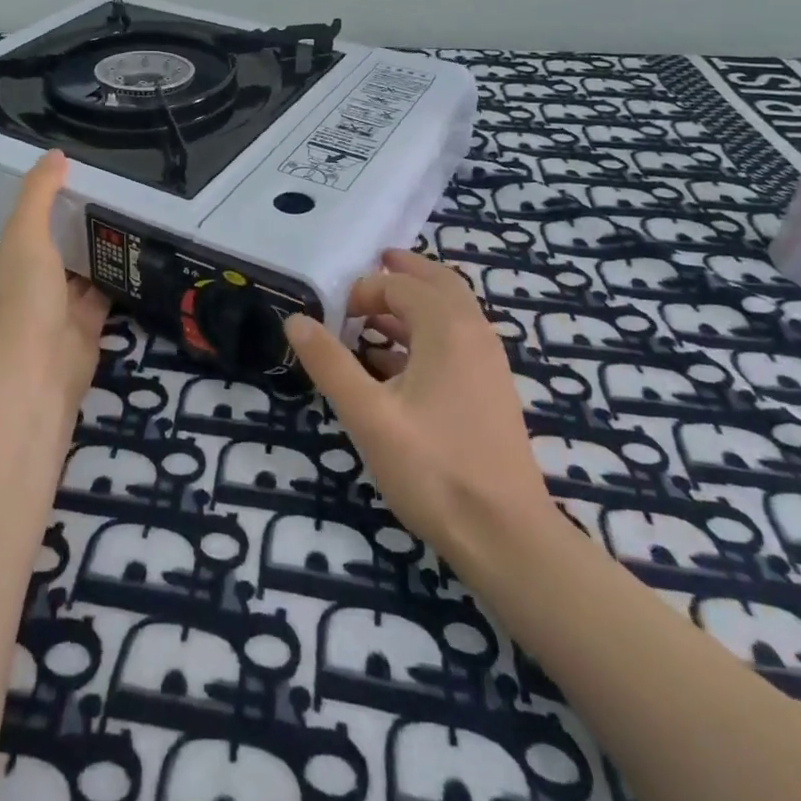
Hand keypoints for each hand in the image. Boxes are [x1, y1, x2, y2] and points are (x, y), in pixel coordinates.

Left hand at [0, 151, 110, 404]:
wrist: (37, 367)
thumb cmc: (22, 295)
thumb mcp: (25, 233)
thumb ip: (39, 193)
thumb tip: (55, 154)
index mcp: (2, 263)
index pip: (24, 226)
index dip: (45, 205)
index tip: (76, 182)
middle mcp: (26, 284)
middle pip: (54, 248)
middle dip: (76, 228)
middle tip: (112, 196)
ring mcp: (55, 307)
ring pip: (80, 271)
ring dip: (99, 251)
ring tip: (130, 216)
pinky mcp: (85, 325)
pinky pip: (103, 293)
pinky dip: (117, 277)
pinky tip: (138, 254)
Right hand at [285, 249, 557, 571]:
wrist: (505, 535)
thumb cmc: (432, 468)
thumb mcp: (367, 415)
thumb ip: (330, 363)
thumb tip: (295, 320)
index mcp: (448, 329)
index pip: (402, 286)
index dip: (365, 291)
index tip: (336, 315)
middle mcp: (474, 334)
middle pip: (439, 284)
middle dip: (404, 273)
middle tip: (374, 265)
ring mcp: (489, 363)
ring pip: (452, 312)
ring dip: (415, 304)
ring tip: (375, 316)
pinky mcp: (491, 390)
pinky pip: (457, 341)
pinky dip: (427, 334)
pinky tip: (397, 366)